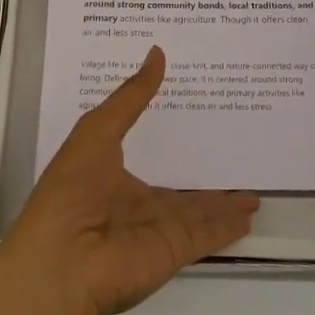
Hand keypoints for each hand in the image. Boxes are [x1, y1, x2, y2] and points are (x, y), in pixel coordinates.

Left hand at [0, 47, 258, 314]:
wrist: (62, 262)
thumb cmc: (72, 188)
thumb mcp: (98, 130)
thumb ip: (132, 96)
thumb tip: (157, 52)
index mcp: (111, 174)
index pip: (148, 151)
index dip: (168, 135)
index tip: (194, 112)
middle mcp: (136, 203)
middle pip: (178, 189)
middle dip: (202, 176)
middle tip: (233, 154)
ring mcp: (157, 229)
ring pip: (199, 212)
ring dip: (224, 203)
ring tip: (252, 192)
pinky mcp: (174, 249)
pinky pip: (208, 233)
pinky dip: (228, 226)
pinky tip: (250, 214)